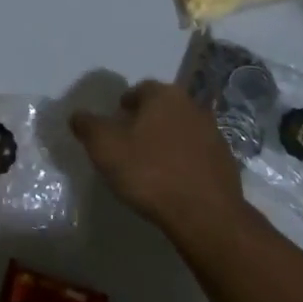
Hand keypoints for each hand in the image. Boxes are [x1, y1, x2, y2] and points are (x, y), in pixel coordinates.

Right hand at [71, 80, 248, 238]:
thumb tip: (77, 115)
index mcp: (164, 96)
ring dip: (167, 139)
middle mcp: (192, 105)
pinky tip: (174, 179)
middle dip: (147, 120)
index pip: (141, 89)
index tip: (115, 122)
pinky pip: (197, 152)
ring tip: (151, 162)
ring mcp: (213, 132)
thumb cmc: (149, 172)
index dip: (125, 104)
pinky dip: (184, 159)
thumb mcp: (105, 148)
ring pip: (182, 128)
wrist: (204, 212)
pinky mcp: (225, 159)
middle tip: (130, 141)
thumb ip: (88, 127)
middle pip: (164, 107)